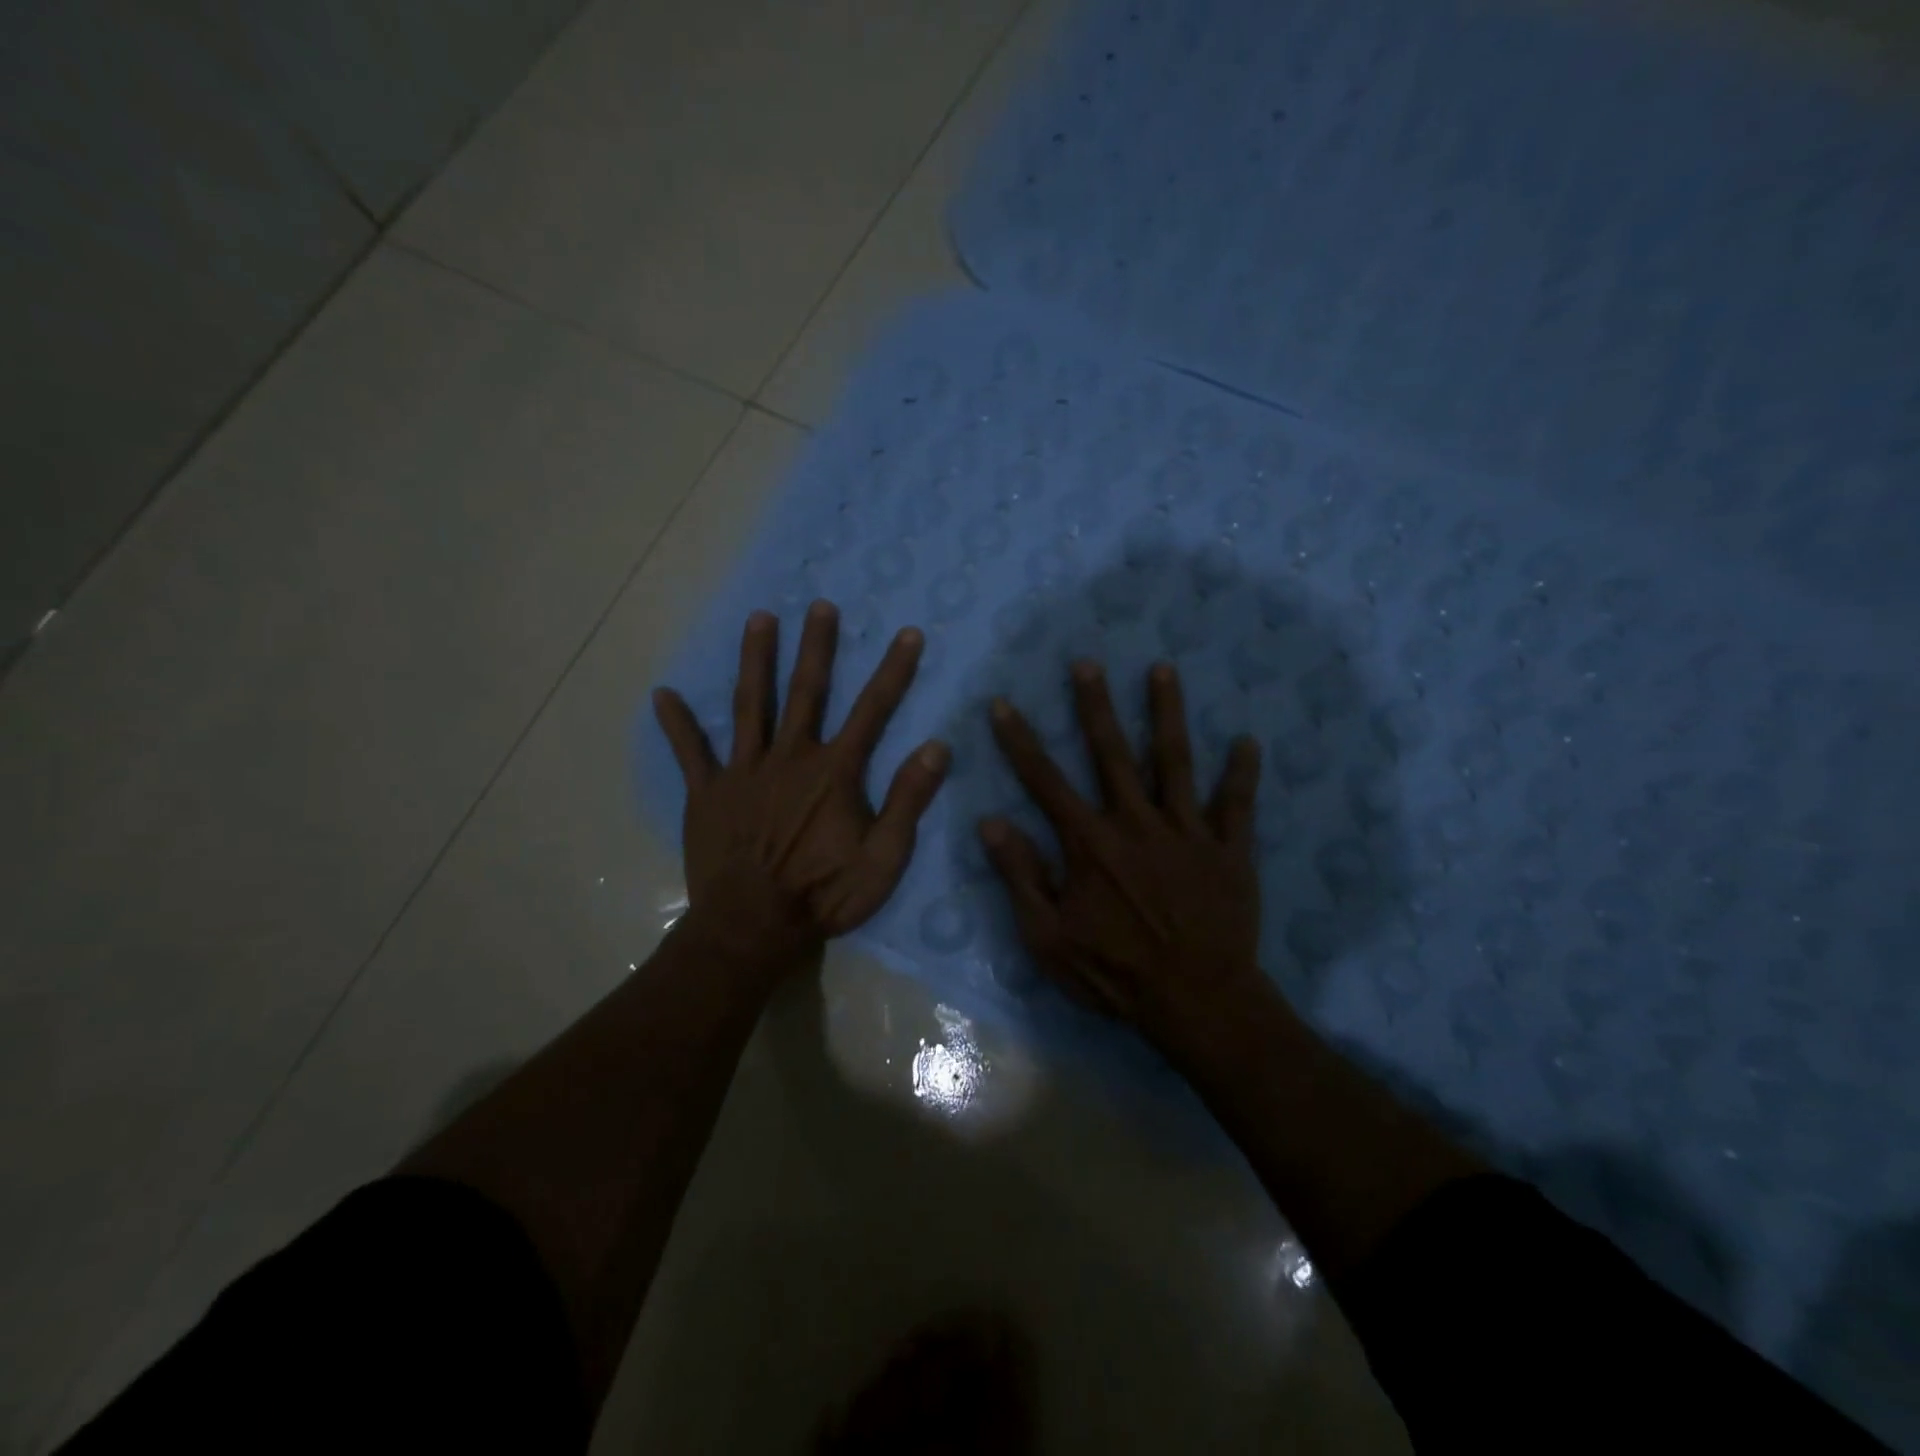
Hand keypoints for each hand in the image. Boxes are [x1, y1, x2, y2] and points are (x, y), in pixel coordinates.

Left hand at [653, 602, 949, 966]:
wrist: (753, 928)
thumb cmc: (824, 894)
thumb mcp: (884, 858)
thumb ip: (909, 800)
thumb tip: (937, 746)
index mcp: (834, 772)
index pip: (872, 710)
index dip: (893, 671)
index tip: (907, 633)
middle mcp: (790, 758)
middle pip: (806, 692)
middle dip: (817, 646)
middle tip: (820, 605)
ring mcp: (743, 771)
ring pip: (750, 705)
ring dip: (756, 660)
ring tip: (759, 618)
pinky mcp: (708, 793)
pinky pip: (690, 753)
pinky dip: (677, 725)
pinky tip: (662, 695)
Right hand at [980, 660, 1268, 1058]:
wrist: (1196, 1003)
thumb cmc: (1115, 974)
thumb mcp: (1049, 938)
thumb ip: (1020, 877)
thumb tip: (990, 823)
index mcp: (1090, 843)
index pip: (1045, 781)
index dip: (1021, 742)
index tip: (1004, 704)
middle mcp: (1137, 824)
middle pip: (1112, 754)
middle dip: (1096, 706)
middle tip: (1088, 663)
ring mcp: (1187, 833)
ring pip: (1176, 762)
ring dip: (1167, 714)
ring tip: (1163, 670)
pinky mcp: (1229, 851)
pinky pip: (1237, 806)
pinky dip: (1243, 774)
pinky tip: (1248, 741)